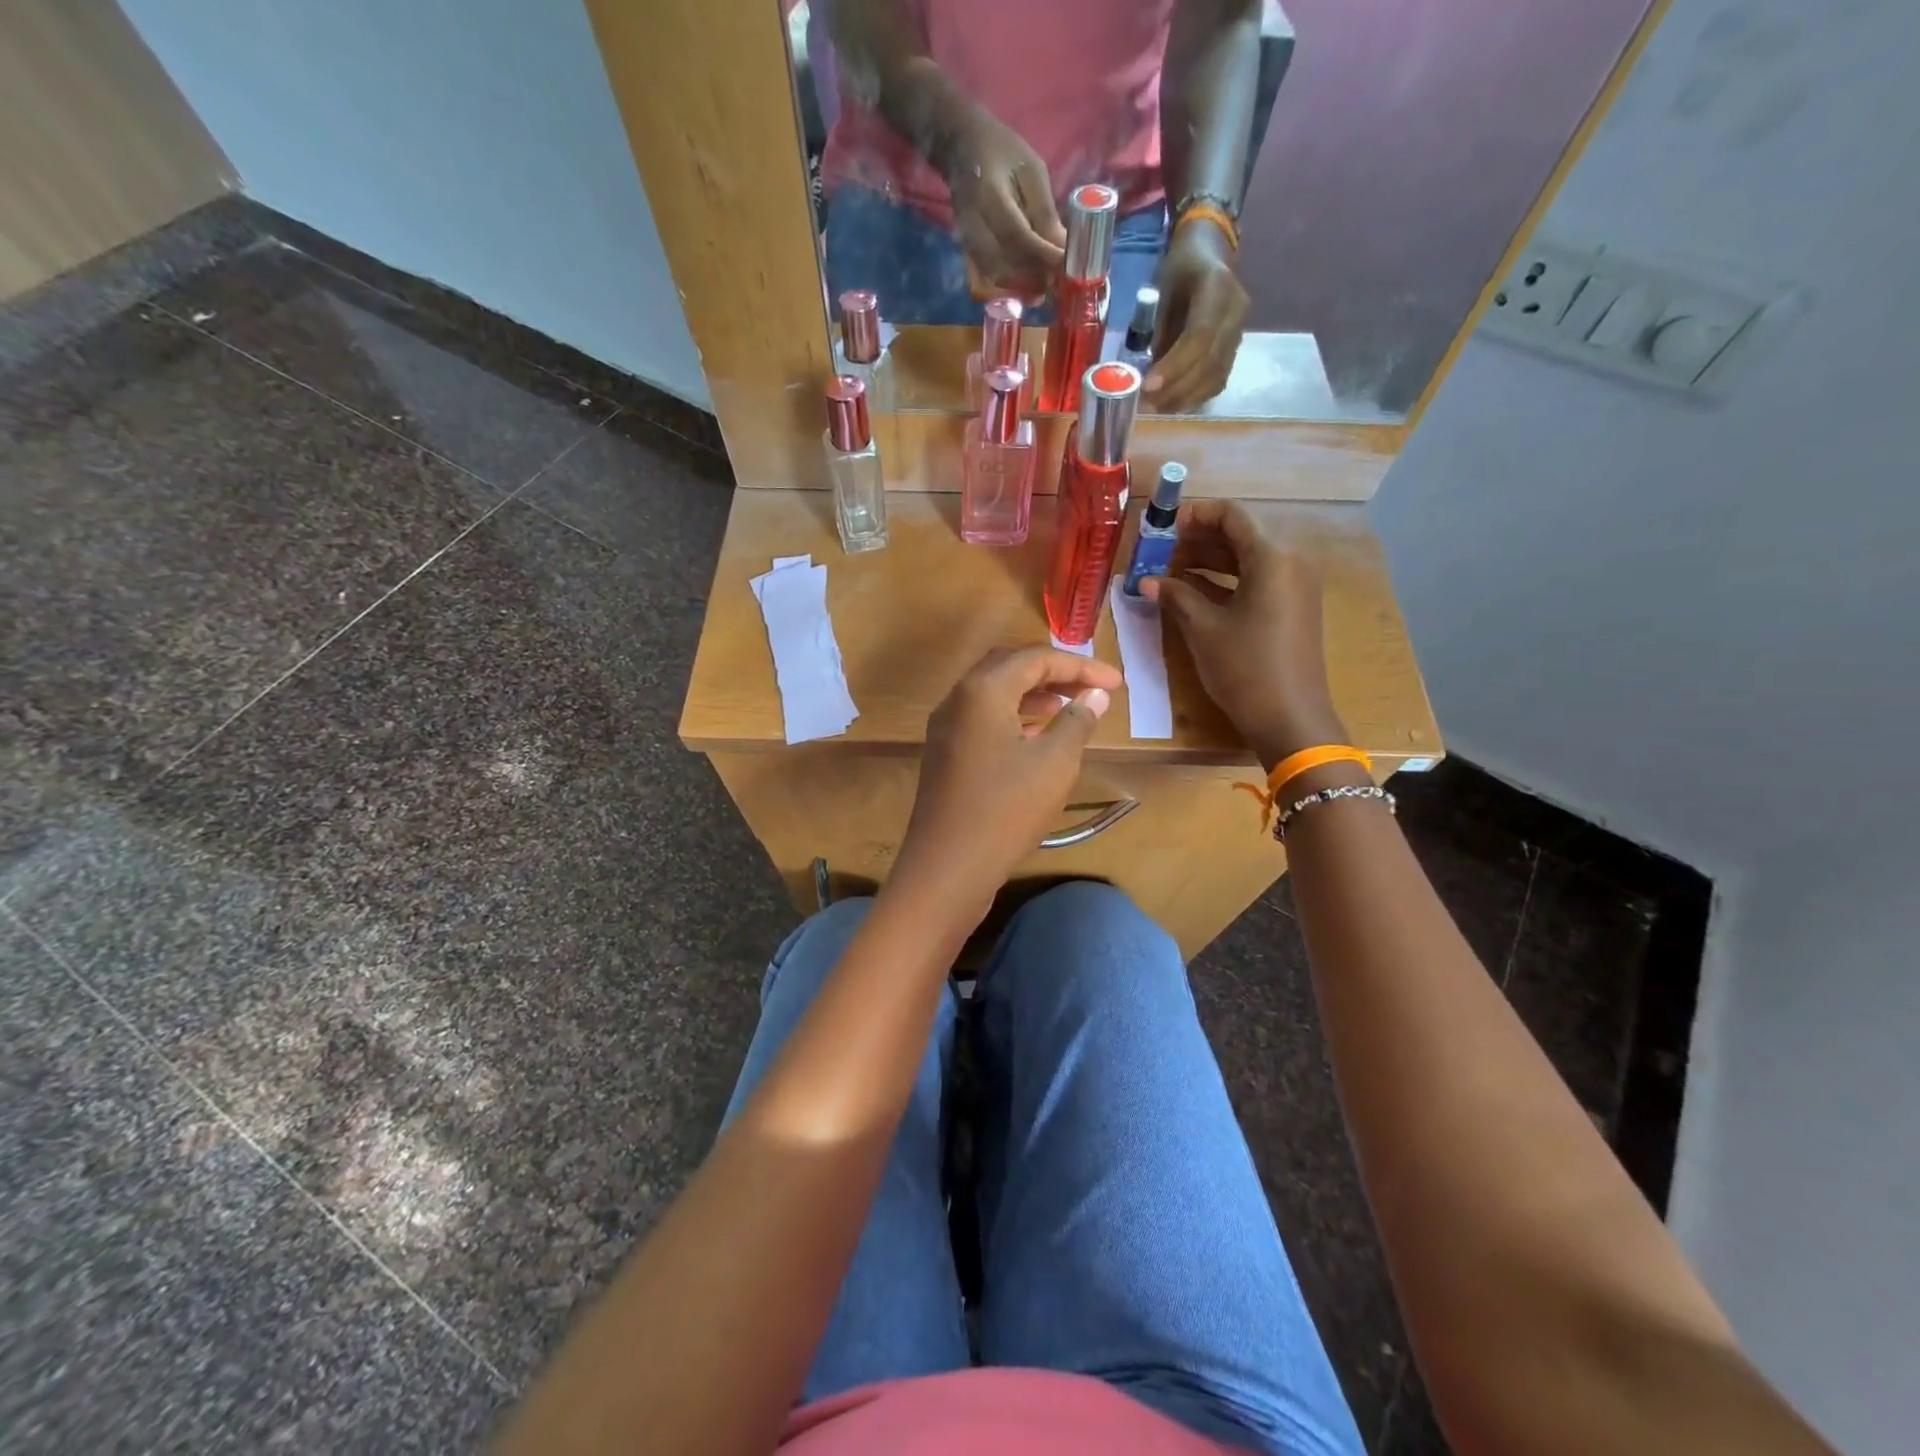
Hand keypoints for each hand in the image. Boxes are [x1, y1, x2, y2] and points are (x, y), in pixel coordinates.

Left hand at [892, 646, 1121, 914]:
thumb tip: (1095, 695)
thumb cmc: (1006, 809)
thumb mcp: (1055, 763)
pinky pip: (982, 719)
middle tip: (1090, 689)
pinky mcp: (944, 754)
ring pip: (993, 694)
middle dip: (1053, 673)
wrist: (947, 867)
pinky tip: (1037, 737)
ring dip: (1033, 694)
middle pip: (1009, 667)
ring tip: (1069, 708)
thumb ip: (1077, 721)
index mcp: (982, 690)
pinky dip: (1013, 717)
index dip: (1081, 666)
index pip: (1036, 658)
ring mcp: (945, 728)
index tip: (1117, 683)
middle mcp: (957, 699)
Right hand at [943, 110, 1066, 302]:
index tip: (1067, 266)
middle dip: (1033, 278)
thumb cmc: (1003, 153)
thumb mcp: (1032, 171)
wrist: (962, 149)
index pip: (1017, 235)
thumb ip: (1045, 212)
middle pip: (1002, 266)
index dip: (1043, 255)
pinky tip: (1027, 287)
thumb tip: (1063, 251)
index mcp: (989, 195)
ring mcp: (965, 242)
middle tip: (1058, 282)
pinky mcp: (966, 252)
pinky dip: (1008, 288)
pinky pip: (986, 281)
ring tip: (1046, 287)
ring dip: (1022, 287)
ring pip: (994, 278)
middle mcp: (972, 224)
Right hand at [1140, 500, 1344, 769]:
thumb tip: (1146, 581)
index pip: (1232, 516)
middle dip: (1198, 540)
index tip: (1163, 526)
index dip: (1195, 515)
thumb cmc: (1245, 668)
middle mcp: (1290, 563)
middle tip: (1159, 552)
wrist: (1290, 718)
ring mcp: (1295, 586)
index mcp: (1272, 558)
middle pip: (1240, 536)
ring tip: (1169, 572)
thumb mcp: (1203, 629)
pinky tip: (1194, 592)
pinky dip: (1226, 581)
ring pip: (1247, 559)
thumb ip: (1176, 596)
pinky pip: (1257, 581)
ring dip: (1209, 561)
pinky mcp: (1293, 608)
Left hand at [1144, 220, 1248, 410]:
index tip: (1148, 385)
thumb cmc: (1180, 269)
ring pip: (1216, 376)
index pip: (1200, 336)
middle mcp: (1236, 311)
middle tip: (1147, 404)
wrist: (1210, 254)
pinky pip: (1218, 381)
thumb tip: (1142, 371)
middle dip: (1176, 388)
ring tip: (1156, 408)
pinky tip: (1173, 403)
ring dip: (1184, 398)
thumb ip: (1155, 328)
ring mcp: (1240, 332)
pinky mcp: (1235, 349)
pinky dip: (1194, 397)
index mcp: (1218, 286)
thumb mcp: (1161, 288)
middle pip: (1211, 362)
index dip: (1175, 365)